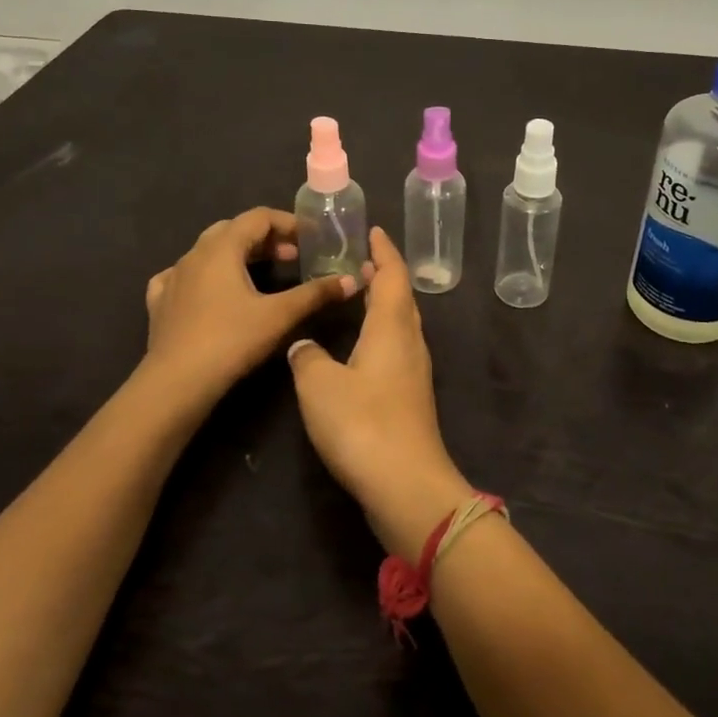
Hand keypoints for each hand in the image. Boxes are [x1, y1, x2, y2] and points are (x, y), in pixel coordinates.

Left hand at [144, 208, 356, 411]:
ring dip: (237, 255)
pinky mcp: (160, 301)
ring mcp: (173, 277)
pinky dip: (204, 276)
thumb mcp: (279, 315)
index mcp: (222, 248)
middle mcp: (194, 254)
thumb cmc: (231, 341)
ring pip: (208, 251)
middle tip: (291, 257)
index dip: (288, 223)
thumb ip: (315, 294)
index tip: (310, 239)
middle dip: (265, 239)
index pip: (258, 217)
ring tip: (260, 274)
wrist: (176, 383)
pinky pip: (183, 276)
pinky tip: (211, 291)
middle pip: (233, 230)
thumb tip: (351, 280)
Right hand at [287, 228, 471, 557]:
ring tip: (357, 294)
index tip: (371, 231)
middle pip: (401, 297)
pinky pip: (396, 348)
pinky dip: (381, 332)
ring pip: (400, 324)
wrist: (405, 485)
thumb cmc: (362, 423)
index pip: (392, 275)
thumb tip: (303, 344)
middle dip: (383, 274)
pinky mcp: (410, 399)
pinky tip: (360, 346)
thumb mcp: (319, 385)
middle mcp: (410, 343)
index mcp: (392, 327)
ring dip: (383, 303)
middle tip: (357, 259)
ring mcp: (414, 373)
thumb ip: (307, 357)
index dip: (383, 251)